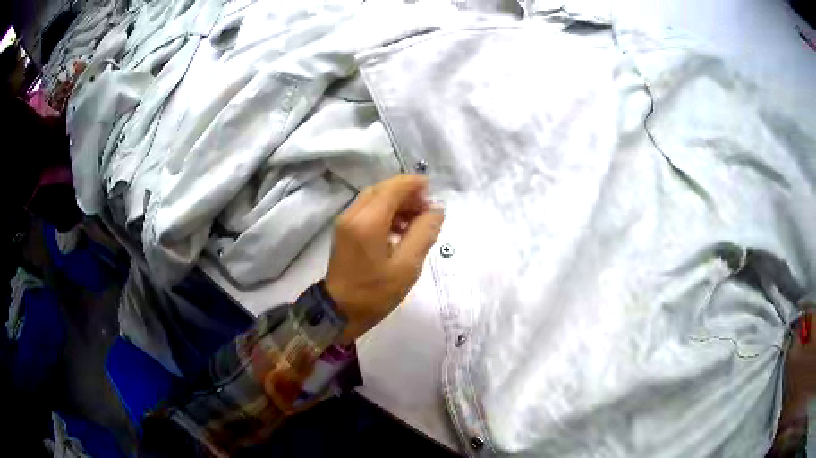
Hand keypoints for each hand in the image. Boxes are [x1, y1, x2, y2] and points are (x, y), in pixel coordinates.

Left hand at [326, 175, 443, 342]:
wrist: (339, 312)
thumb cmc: (375, 293)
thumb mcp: (407, 266)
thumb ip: (424, 233)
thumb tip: (436, 210)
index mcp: (368, 221)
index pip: (393, 188)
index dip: (414, 184)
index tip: (433, 191)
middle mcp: (353, 214)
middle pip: (382, 190)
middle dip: (406, 193)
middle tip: (427, 209)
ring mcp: (345, 222)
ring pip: (374, 199)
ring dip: (396, 203)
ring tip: (417, 220)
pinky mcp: (344, 231)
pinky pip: (367, 211)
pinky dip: (386, 212)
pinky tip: (400, 229)